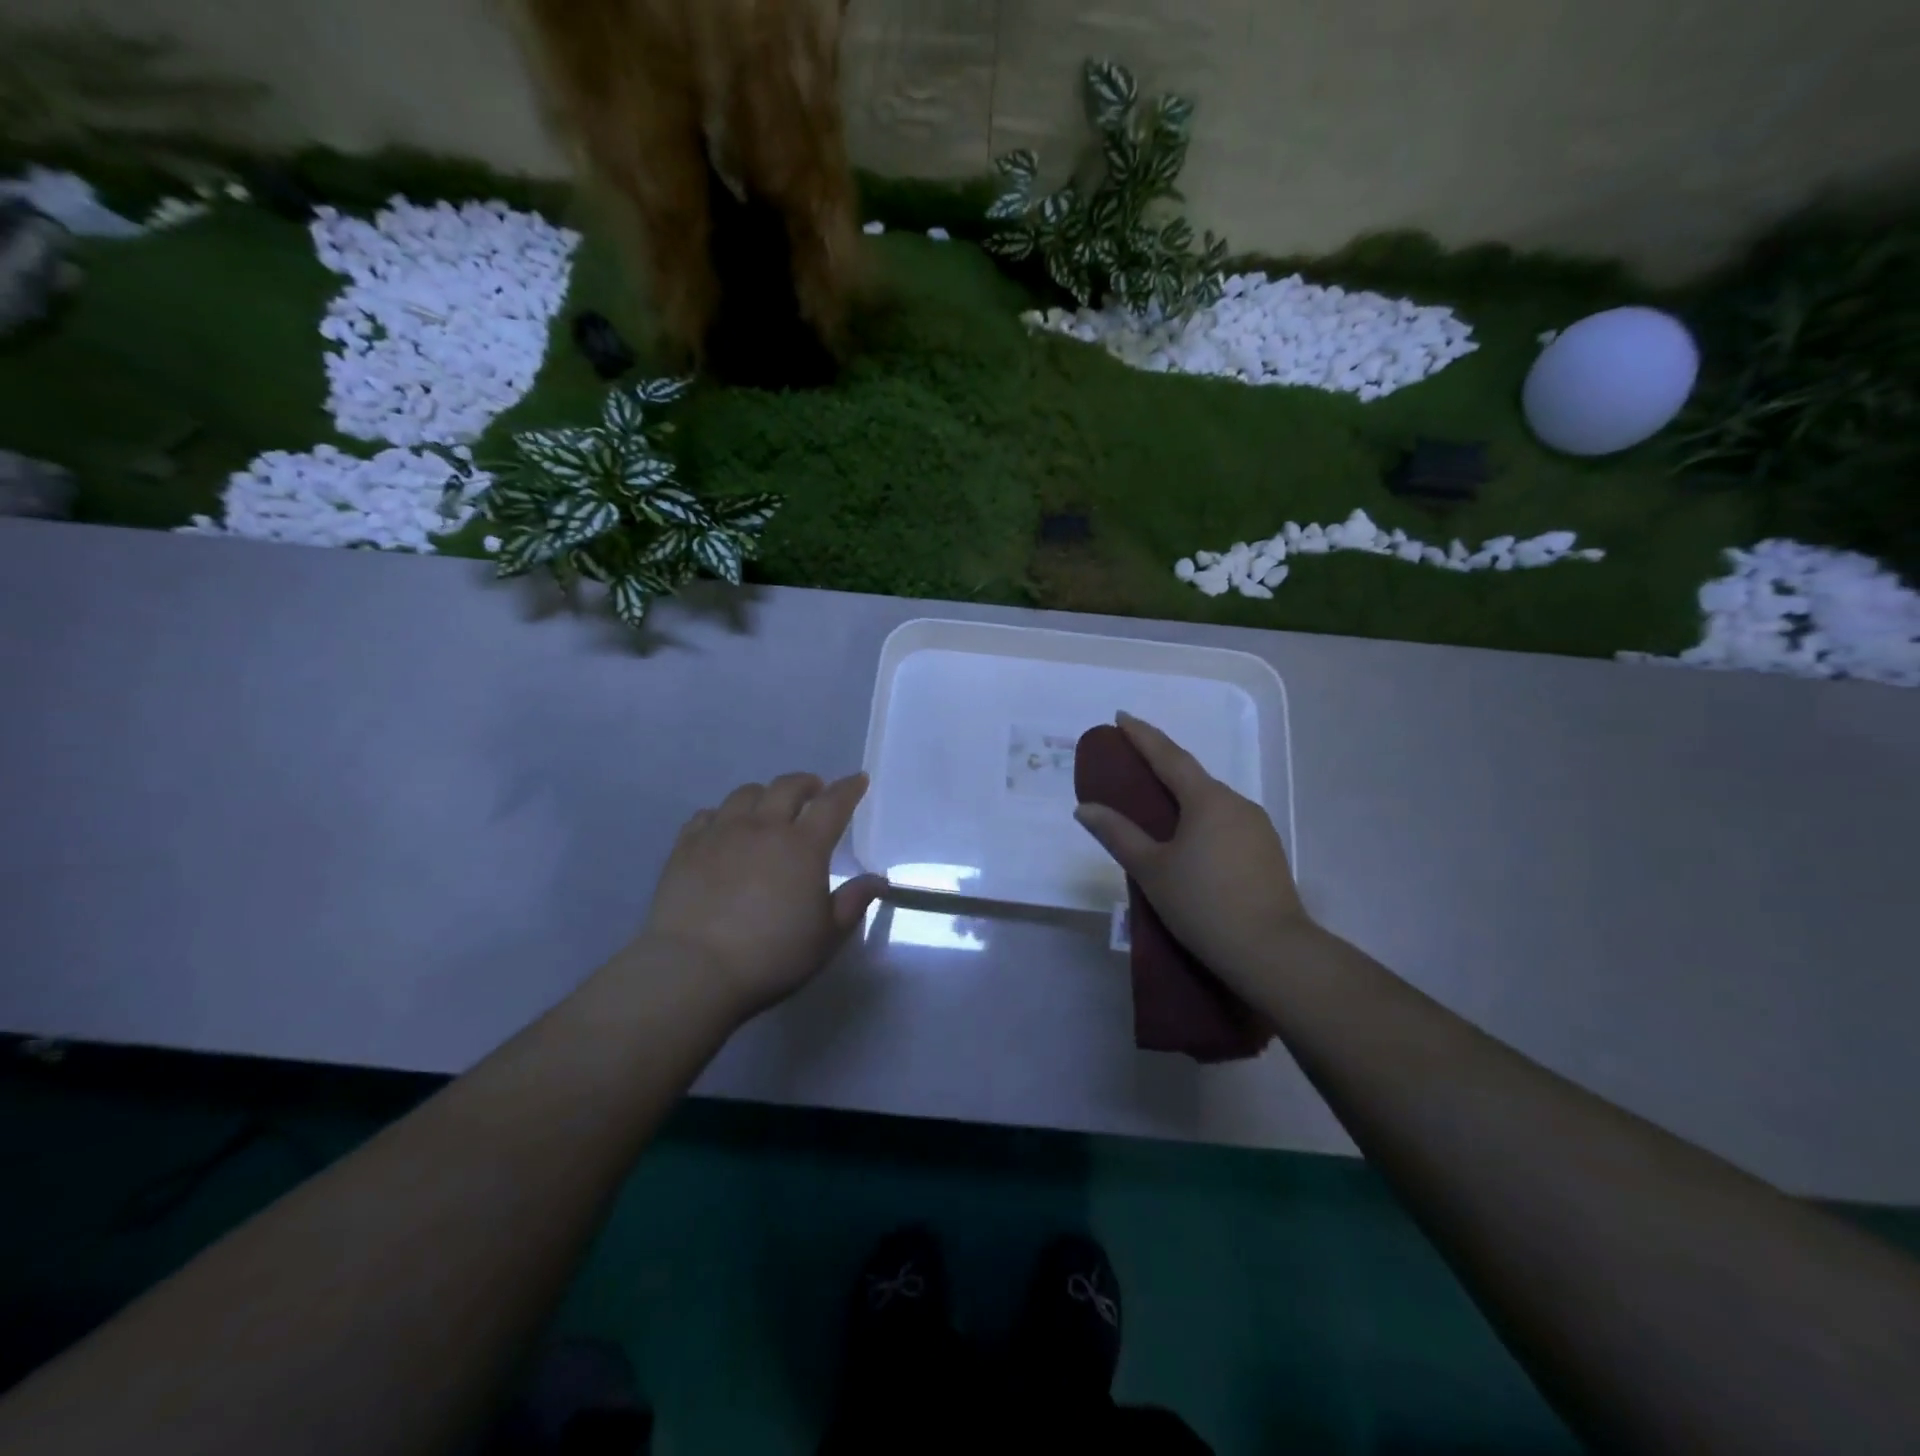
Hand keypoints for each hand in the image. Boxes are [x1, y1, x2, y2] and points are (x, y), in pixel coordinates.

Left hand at [640, 772, 885, 1021]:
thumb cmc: (771, 955)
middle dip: (806, 783)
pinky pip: (706, 815)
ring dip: (765, 795)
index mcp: (803, 846)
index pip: (833, 804)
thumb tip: (877, 880)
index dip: (848, 788)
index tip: (857, 780)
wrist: (694, 969)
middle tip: (814, 791)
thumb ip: (853, 902)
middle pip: (787, 787)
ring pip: (745, 794)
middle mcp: (763, 827)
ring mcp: (721, 833)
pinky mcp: (686, 846)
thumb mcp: (826, 936)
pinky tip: (724, 828)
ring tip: (769, 807)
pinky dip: (723, 814)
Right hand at [1074, 713, 1316, 991]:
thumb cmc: (1203, 904)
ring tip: (1155, 809)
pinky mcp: (1266, 852)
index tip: (1121, 717)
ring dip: (1183, 798)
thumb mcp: (1151, 870)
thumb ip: (1118, 834)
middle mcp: (1237, 804)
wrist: (1272, 952)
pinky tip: (1188, 842)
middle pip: (1192, 777)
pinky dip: (1201, 821)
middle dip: (1162, 767)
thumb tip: (1085, 808)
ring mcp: (1257, 828)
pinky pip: (1225, 823)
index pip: (1169, 757)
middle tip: (1131, 764)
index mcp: (1208, 800)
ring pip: (1211, 802)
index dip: (1142, 735)